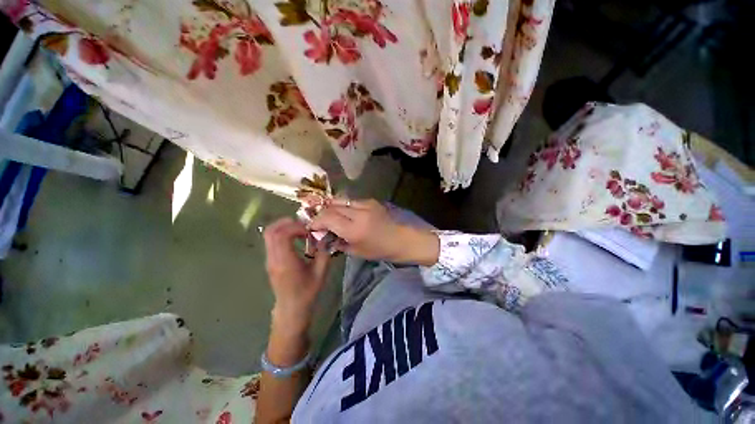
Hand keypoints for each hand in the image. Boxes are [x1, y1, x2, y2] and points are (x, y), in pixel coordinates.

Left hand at [263, 218, 330, 335]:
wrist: (291, 309)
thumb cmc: (307, 292)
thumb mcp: (321, 273)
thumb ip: (324, 253)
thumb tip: (325, 237)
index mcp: (285, 262)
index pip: (282, 235)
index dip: (296, 227)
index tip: (309, 230)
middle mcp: (273, 258)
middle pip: (271, 231)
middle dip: (287, 222)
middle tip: (303, 225)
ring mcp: (269, 259)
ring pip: (269, 234)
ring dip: (284, 227)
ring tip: (301, 230)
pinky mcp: (270, 260)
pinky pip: (272, 240)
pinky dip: (282, 233)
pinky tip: (296, 238)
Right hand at [309, 199, 439, 265]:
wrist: (404, 239)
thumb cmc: (381, 250)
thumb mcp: (357, 251)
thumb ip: (338, 242)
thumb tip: (325, 236)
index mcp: (354, 229)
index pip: (327, 218)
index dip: (316, 221)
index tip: (312, 227)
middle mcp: (358, 213)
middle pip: (331, 206)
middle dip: (322, 213)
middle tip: (319, 222)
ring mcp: (366, 204)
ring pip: (340, 200)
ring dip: (331, 207)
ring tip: (330, 216)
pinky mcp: (371, 201)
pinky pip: (351, 201)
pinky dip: (343, 206)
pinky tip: (345, 214)